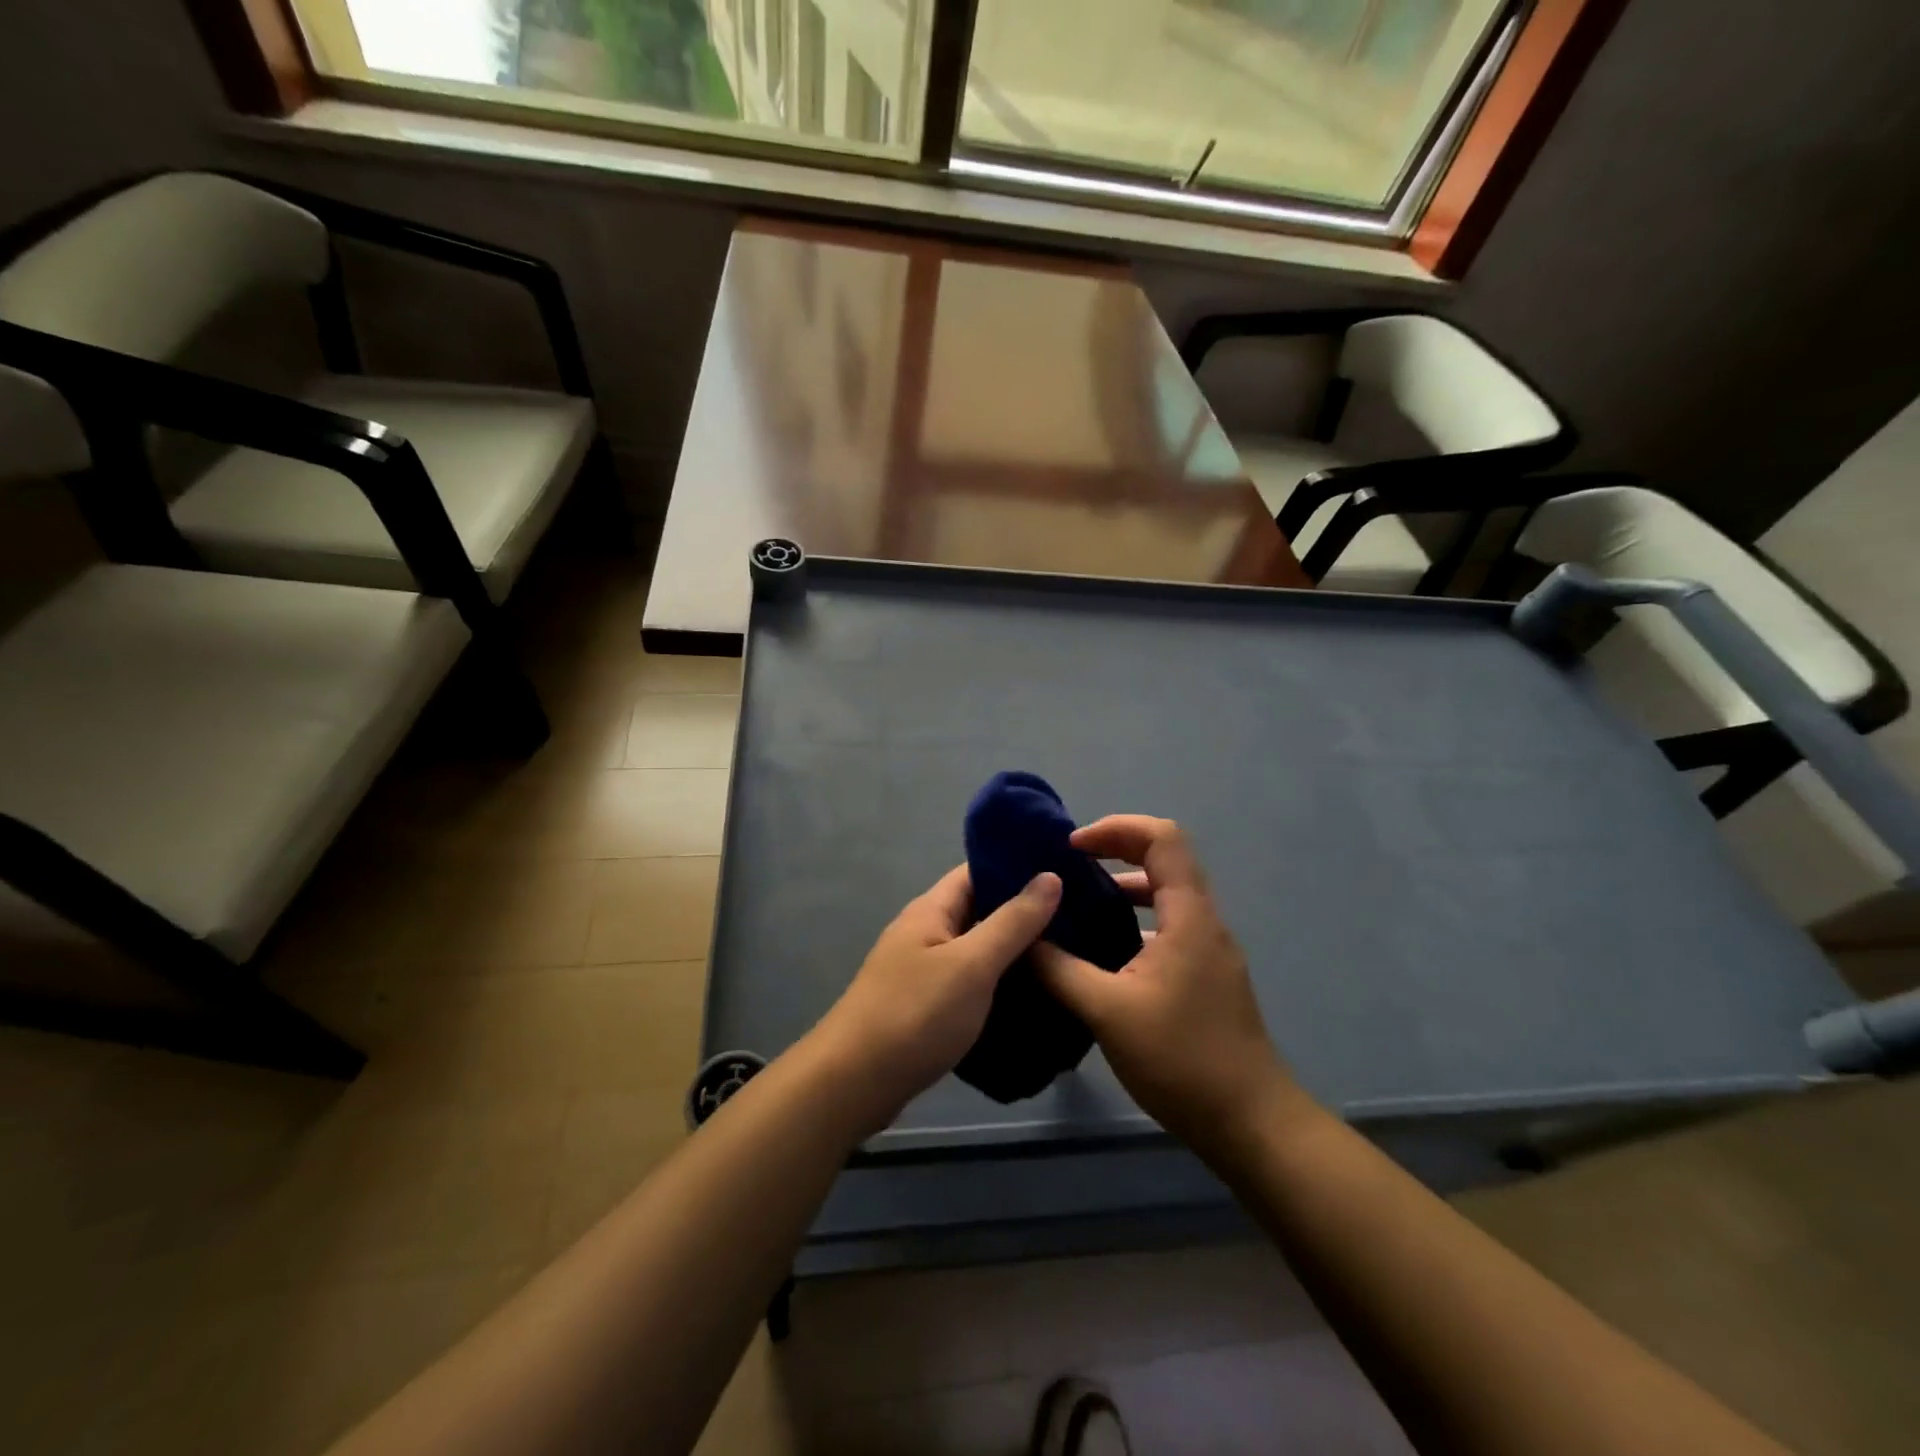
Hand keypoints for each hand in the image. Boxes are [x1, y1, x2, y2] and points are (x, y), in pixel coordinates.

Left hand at [816, 865, 1061, 1127]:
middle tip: (1077, 915)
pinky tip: (1029, 993)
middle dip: (1022, 911)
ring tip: (1065, 951)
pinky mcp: (924, 1004)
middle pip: (978, 909)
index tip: (1065, 869)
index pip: (977, 871)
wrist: (854, 1083)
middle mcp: (924, 931)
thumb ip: (1012, 922)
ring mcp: (921, 969)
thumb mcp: (972, 964)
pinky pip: (967, 980)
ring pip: (975, 948)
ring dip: (1012, 949)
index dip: (1017, 867)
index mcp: (931, 910)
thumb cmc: (915, 1014)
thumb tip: (1050, 876)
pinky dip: (996, 981)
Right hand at [1034, 816, 1313, 1154]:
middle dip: (1115, 850)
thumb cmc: (1181, 1059)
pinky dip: (1134, 920)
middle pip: (1165, 859)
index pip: (1162, 839)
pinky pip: (1168, 926)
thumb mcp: (1107, 1011)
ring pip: (1167, 895)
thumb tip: (1022, 940)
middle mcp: (1204, 922)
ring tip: (1077, 903)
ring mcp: (1208, 951)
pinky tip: (1101, 951)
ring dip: (1124, 887)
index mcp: (1189, 917)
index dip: (1116, 828)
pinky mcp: (1205, 977)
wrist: (1250, 1123)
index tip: (1072, 847)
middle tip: (1067, 865)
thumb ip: (1059, 969)